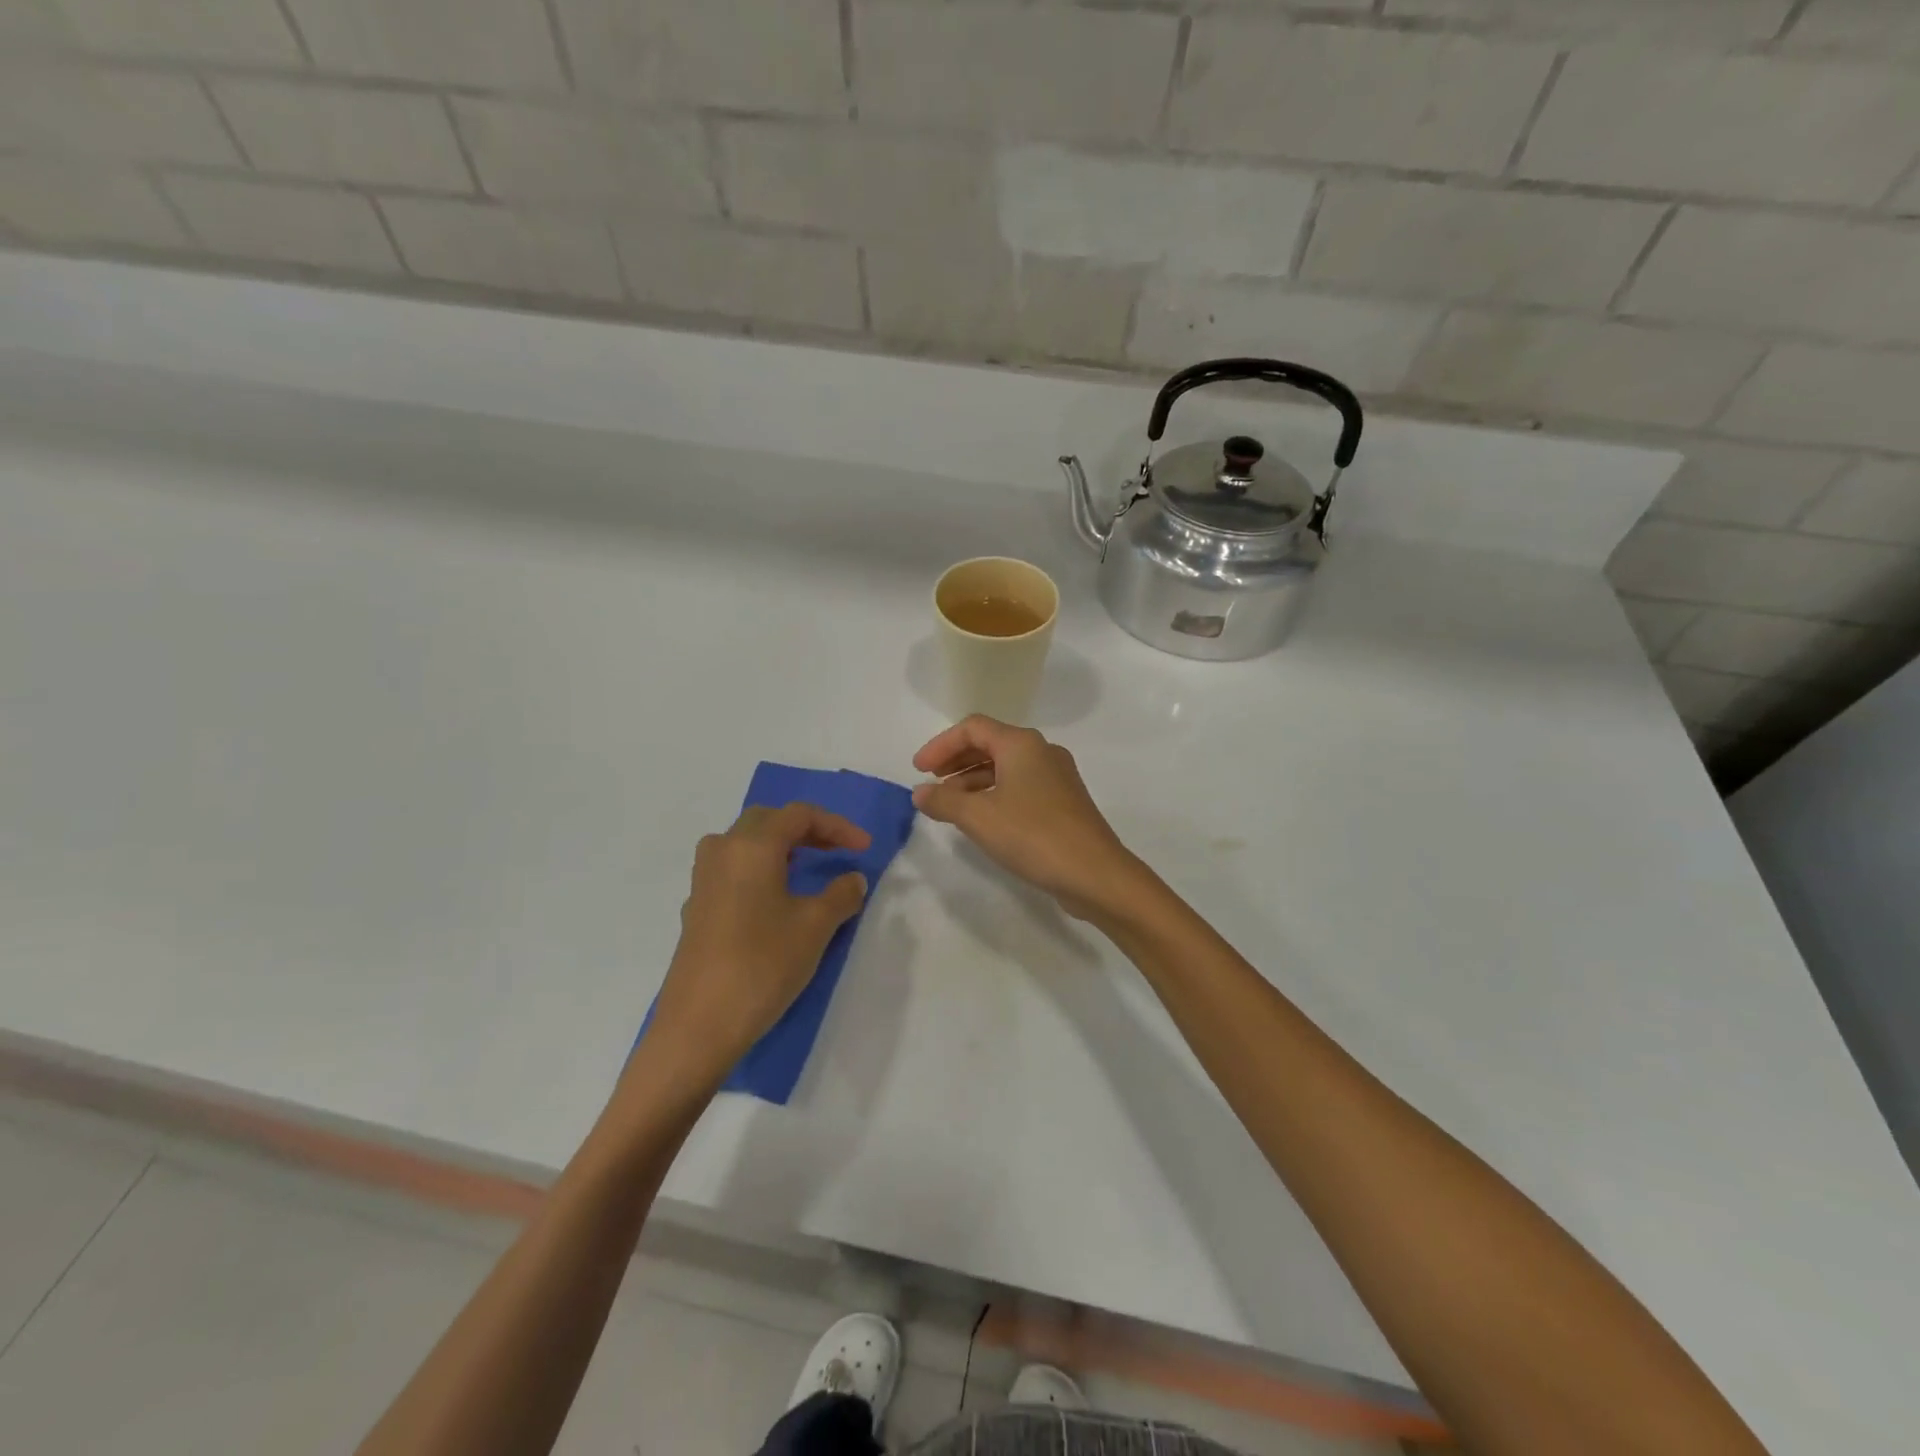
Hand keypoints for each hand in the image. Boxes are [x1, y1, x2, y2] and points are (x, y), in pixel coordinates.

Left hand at [646, 804, 870, 1077]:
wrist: (699, 1025)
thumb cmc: (762, 965)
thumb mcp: (815, 927)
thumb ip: (841, 895)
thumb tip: (852, 879)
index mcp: (752, 846)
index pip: (799, 815)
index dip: (837, 825)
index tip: (864, 848)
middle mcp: (722, 851)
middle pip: (767, 820)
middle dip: (806, 829)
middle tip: (836, 850)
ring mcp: (703, 880)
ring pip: (743, 842)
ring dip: (778, 846)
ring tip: (805, 868)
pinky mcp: (696, 908)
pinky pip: (730, 869)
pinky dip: (758, 869)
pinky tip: (773, 900)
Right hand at [912, 716, 1145, 920]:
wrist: (1095, 873)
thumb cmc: (1033, 835)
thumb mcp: (978, 817)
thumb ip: (943, 801)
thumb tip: (919, 792)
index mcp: (1022, 744)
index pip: (973, 727)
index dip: (941, 745)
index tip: (918, 770)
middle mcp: (1042, 752)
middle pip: (990, 743)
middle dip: (956, 761)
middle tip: (931, 783)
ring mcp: (1057, 777)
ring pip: (1006, 767)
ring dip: (973, 781)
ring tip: (949, 806)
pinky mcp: (1064, 802)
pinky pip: (1020, 787)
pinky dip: (994, 795)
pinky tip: (982, 819)